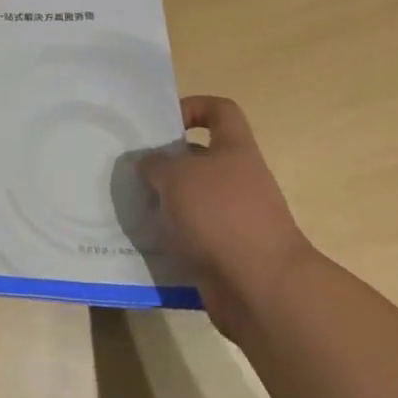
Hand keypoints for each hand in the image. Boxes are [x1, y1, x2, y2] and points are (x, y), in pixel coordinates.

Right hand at [140, 96, 314, 338]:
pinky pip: (194, 236)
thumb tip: (148, 166)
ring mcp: (236, 219)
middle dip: (167, 163)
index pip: (220, 110)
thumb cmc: (221, 214)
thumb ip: (155, 163)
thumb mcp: (175, 175)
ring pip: (193, 199)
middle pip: (200, 158)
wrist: (262, 290)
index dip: (193, 108)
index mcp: (235, 149)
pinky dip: (173, 238)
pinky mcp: (228, 253)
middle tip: (135, 168)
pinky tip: (148, 239)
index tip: (165, 124)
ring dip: (166, 203)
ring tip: (135, 204)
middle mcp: (239, 180)